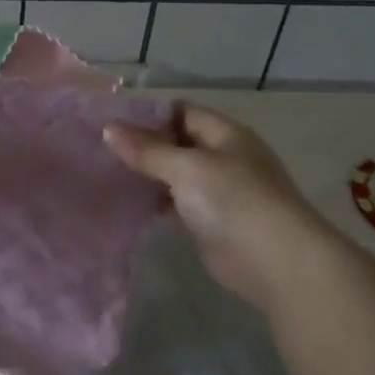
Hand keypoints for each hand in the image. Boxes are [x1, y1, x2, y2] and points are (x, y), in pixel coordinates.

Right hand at [103, 103, 332, 306]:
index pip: (183, 112)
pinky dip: (153, 201)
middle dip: (142, 145)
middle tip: (98, 149)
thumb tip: (108, 129)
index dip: (148, 114)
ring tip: (103, 173)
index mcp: (226, 135)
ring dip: (145, 174)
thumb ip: (148, 150)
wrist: (275, 262)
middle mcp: (223, 157)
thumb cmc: (234, 201)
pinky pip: (175, 202)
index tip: (110, 121)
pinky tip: (125, 202)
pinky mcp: (208, 220)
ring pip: (173, 174)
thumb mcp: (187, 167)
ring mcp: (217, 191)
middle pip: (176, 142)